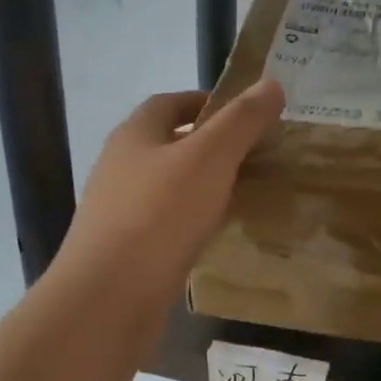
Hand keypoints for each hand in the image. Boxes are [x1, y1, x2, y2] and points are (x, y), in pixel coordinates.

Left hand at [58, 79, 284, 310]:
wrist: (108, 296)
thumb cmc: (159, 215)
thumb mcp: (210, 158)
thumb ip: (241, 121)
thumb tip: (272, 83)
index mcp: (134, 135)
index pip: (169, 103)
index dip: (206, 102)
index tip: (244, 114)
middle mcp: (119, 168)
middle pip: (167, 145)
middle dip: (208, 147)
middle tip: (254, 157)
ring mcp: (117, 212)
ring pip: (166, 188)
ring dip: (200, 187)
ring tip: (242, 195)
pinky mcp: (124, 251)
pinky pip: (164, 225)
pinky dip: (190, 222)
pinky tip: (214, 236)